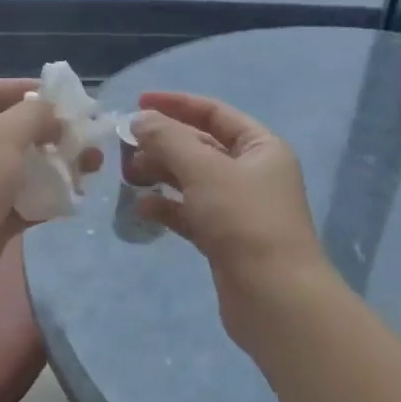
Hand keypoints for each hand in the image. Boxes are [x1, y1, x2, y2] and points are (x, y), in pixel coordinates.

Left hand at [0, 78, 99, 310]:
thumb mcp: (2, 135)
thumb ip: (33, 114)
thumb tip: (54, 114)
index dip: (26, 88)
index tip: (64, 96)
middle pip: (12, 132)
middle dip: (51, 131)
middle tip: (86, 136)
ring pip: (24, 169)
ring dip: (57, 165)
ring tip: (92, 167)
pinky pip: (26, 203)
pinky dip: (49, 199)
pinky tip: (76, 198)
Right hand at [126, 91, 334, 351]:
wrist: (274, 298)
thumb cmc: (243, 220)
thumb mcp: (204, 170)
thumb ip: (168, 139)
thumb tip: (140, 120)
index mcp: (260, 147)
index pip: (214, 113)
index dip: (176, 104)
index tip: (138, 103)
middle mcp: (253, 173)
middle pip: (200, 146)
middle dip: (163, 143)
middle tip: (126, 147)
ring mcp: (239, 208)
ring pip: (192, 180)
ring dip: (161, 174)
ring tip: (130, 176)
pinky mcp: (225, 239)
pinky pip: (190, 213)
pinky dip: (168, 207)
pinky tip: (143, 209)